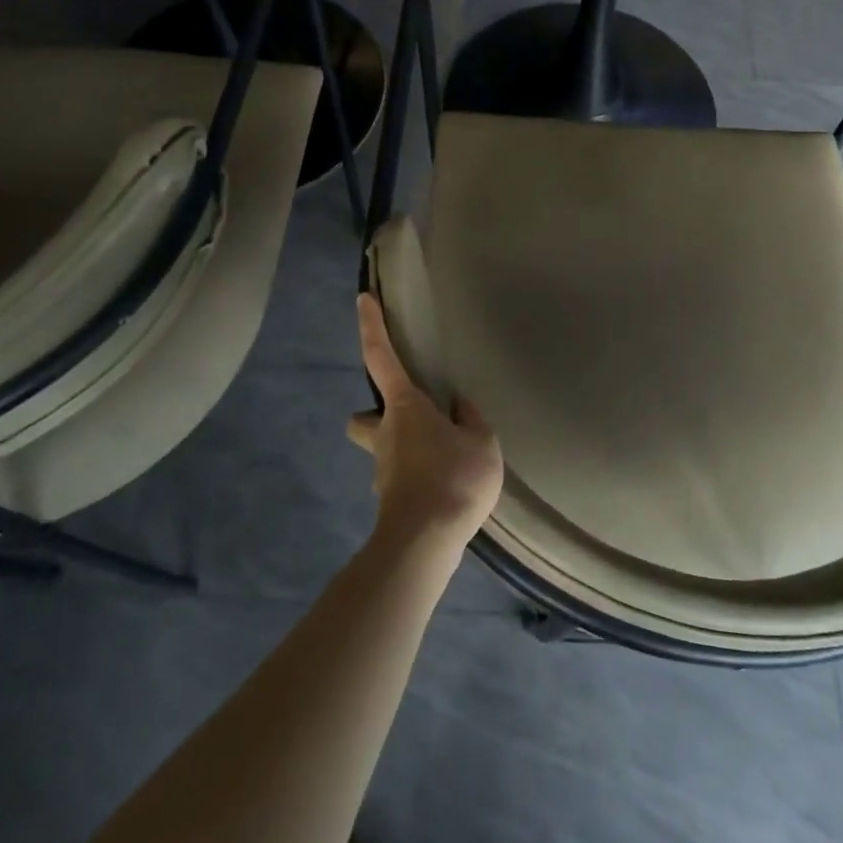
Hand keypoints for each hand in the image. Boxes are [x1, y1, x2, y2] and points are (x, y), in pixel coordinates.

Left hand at [349, 293, 503, 552]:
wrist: (425, 542)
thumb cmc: (452, 479)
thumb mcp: (481, 442)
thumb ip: (470, 419)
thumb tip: (459, 407)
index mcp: (404, 407)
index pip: (380, 357)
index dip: (371, 326)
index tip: (362, 299)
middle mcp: (384, 433)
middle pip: (364, 416)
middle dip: (376, 414)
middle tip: (408, 417)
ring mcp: (383, 469)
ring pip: (381, 450)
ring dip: (400, 448)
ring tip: (440, 457)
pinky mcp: (390, 499)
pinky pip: (400, 477)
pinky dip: (417, 476)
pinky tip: (443, 487)